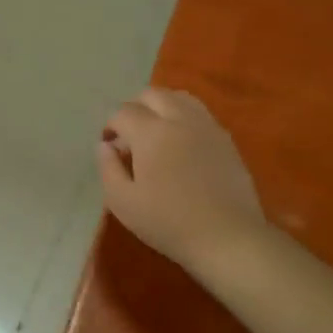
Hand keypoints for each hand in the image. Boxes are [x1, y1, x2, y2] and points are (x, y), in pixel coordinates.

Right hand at [98, 88, 269, 283]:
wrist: (227, 237)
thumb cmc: (168, 222)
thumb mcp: (123, 202)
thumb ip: (108, 168)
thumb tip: (105, 146)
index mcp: (150, 133)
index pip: (123, 112)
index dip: (110, 125)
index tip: (109, 145)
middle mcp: (179, 119)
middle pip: (152, 94)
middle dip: (134, 107)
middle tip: (129, 134)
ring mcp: (207, 126)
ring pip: (180, 98)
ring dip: (161, 107)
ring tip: (155, 132)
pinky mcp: (225, 139)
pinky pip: (200, 113)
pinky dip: (183, 117)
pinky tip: (181, 143)